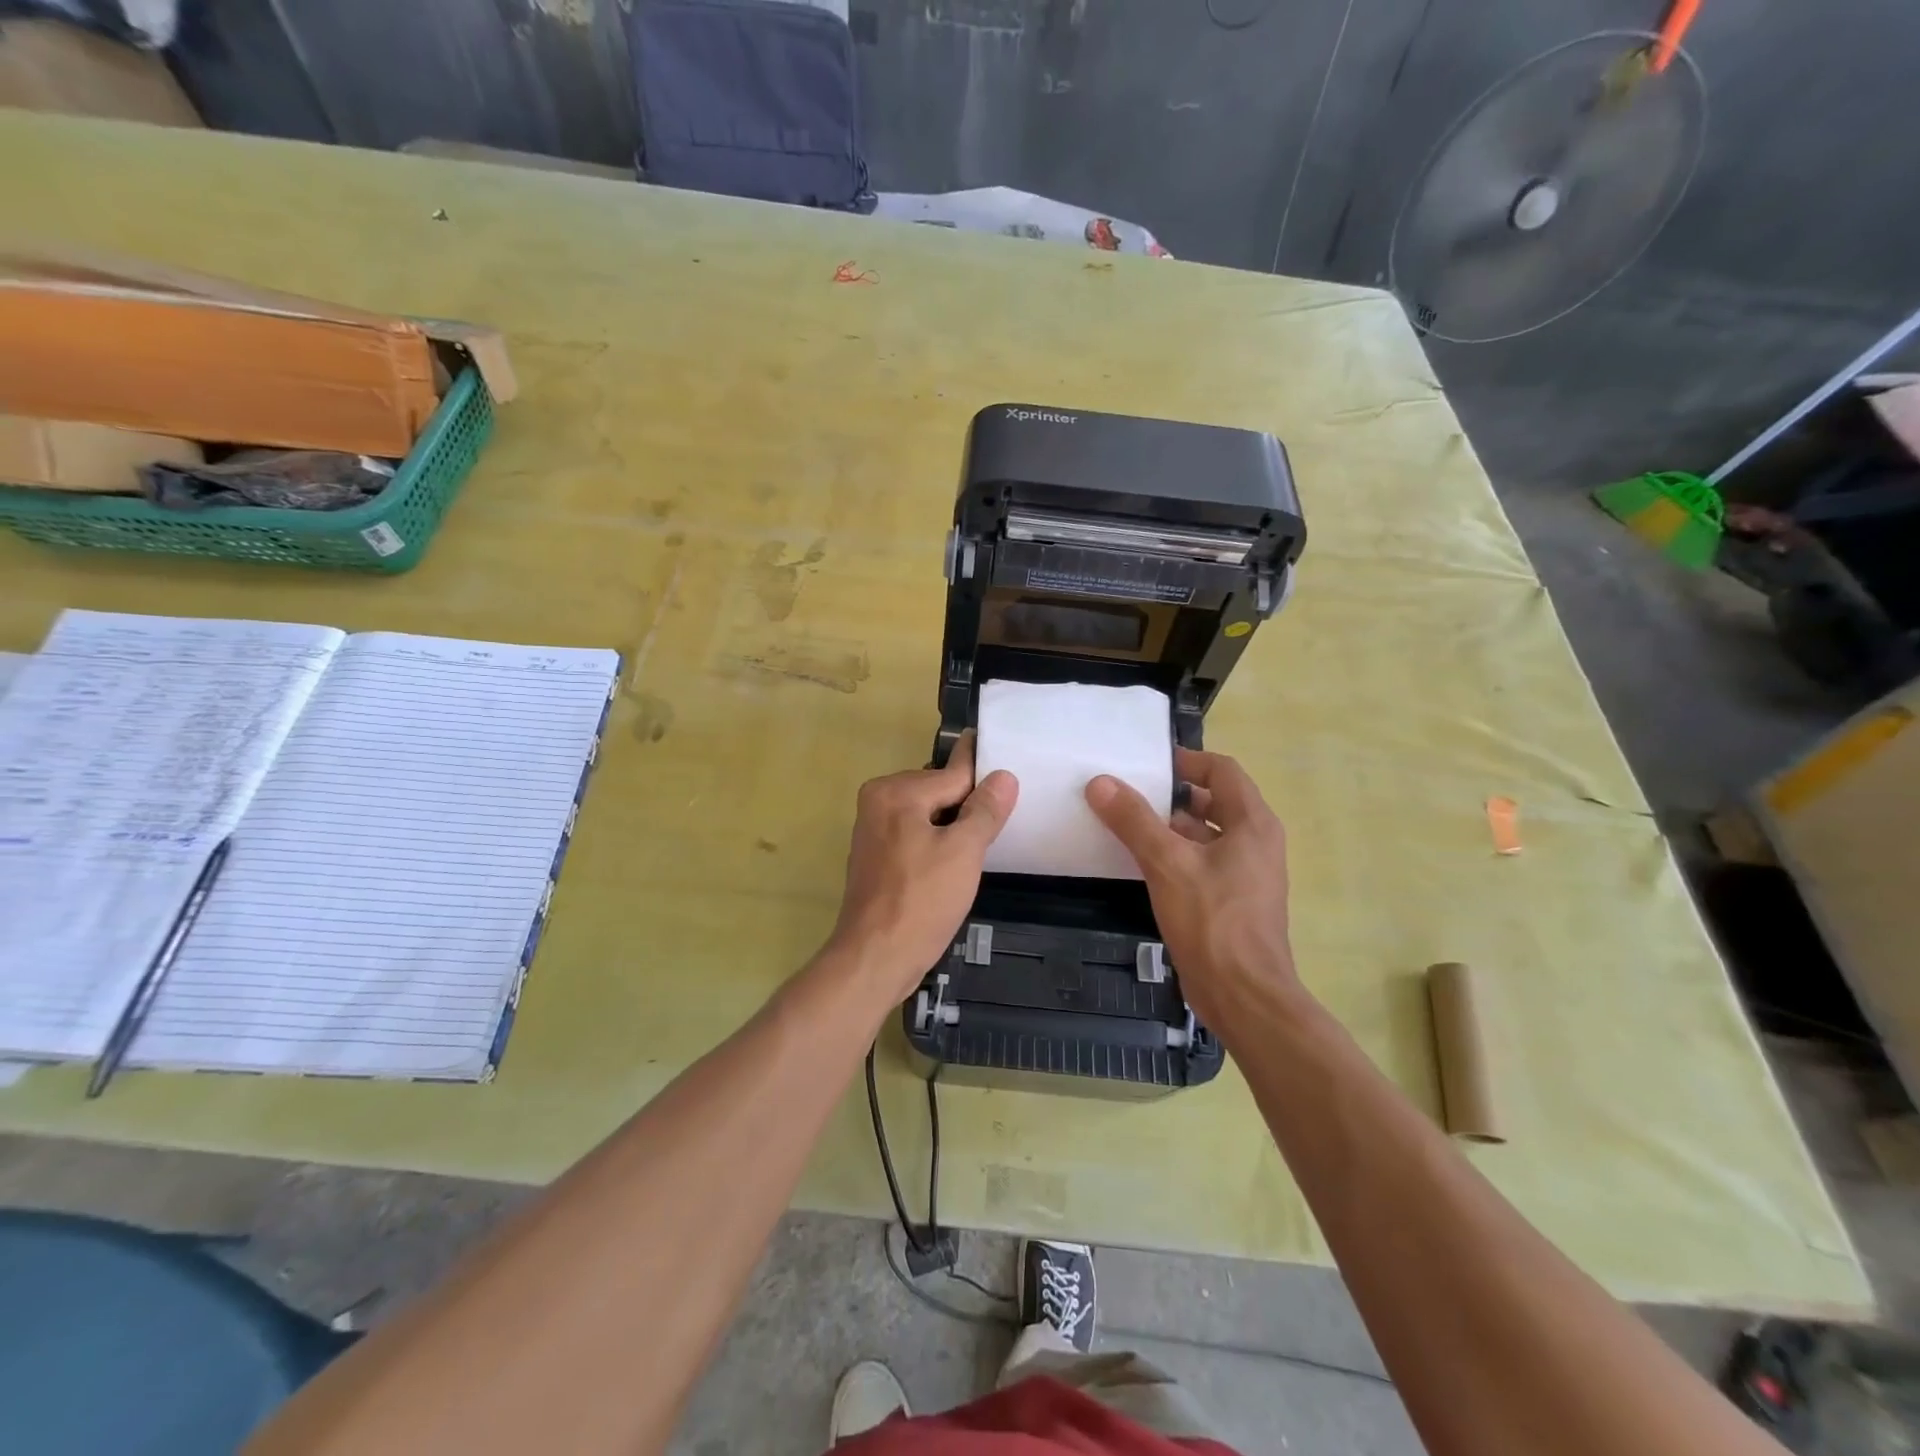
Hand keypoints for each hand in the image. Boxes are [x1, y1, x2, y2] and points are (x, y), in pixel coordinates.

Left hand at [825, 736, 1017, 997]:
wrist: (875, 959)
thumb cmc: (922, 902)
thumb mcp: (963, 852)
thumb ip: (984, 810)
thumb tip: (1003, 776)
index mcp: (896, 792)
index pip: (953, 774)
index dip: (984, 774)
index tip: (1005, 757)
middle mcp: (878, 801)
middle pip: (939, 792)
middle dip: (969, 805)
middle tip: (1006, 817)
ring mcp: (874, 830)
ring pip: (928, 815)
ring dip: (955, 826)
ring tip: (988, 839)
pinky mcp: (877, 857)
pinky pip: (916, 835)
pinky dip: (938, 842)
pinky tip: (958, 861)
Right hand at [1085, 748, 1301, 1029]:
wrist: (1243, 995)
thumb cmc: (1212, 921)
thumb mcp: (1166, 863)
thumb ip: (1133, 820)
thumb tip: (1100, 782)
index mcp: (1252, 824)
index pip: (1222, 771)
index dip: (1186, 761)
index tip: (1147, 764)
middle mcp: (1255, 842)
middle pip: (1213, 801)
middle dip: (1171, 796)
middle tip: (1128, 793)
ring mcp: (1246, 874)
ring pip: (1205, 835)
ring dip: (1169, 827)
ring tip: (1125, 824)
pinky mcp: (1232, 900)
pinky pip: (1202, 863)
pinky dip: (1174, 855)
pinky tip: (1140, 864)